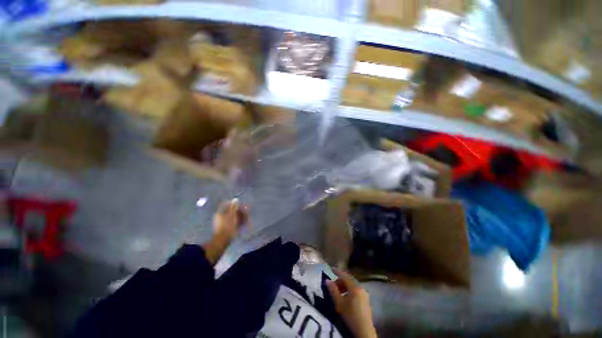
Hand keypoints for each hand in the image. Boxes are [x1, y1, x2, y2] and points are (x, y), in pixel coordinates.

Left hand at [203, 200, 248, 264]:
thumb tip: (235, 199)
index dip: (235, 204)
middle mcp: (220, 217)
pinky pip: (233, 222)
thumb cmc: (227, 226)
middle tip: (246, 212)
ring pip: (233, 217)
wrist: (223, 240)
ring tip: (247, 218)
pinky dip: (238, 222)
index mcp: (220, 213)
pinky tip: (244, 223)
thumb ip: (234, 207)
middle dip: (239, 211)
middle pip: (231, 211)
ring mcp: (223, 223)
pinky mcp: (226, 228)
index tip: (241, 205)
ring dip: (240, 216)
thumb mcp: (232, 215)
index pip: (227, 205)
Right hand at [326, 269, 376, 337]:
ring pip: (352, 285)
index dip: (337, 272)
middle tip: (333, 285)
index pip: (345, 275)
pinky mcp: (365, 300)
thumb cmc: (350, 315)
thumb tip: (327, 280)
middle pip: (349, 280)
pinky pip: (356, 290)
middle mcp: (361, 287)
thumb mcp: (339, 303)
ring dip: (344, 286)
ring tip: (338, 292)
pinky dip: (349, 291)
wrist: (364, 331)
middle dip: (340, 281)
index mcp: (355, 287)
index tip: (331, 269)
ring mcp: (364, 294)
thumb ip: (333, 290)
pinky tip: (345, 298)